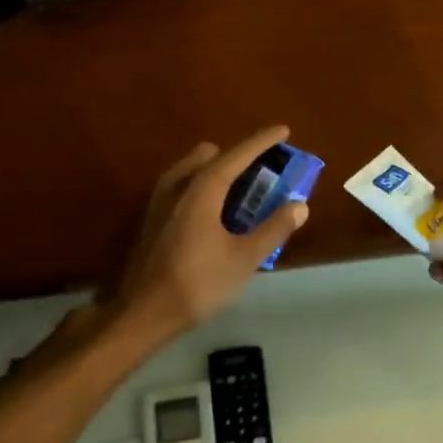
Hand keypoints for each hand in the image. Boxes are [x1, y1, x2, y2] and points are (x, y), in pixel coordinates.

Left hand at [106, 126, 309, 343]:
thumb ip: (273, 228)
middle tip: (261, 172)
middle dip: (236, 156)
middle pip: (209, 156)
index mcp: (202, 190)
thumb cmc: (199, 283)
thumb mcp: (244, 259)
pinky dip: (200, 189)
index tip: (283, 130)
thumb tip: (299, 205)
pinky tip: (212, 216)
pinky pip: (180, 188)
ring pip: (190, 171)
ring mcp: (158, 202)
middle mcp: (177, 186)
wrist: (142, 313)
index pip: (236, 155)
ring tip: (239, 194)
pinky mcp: (149, 219)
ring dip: (216, 172)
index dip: (262, 141)